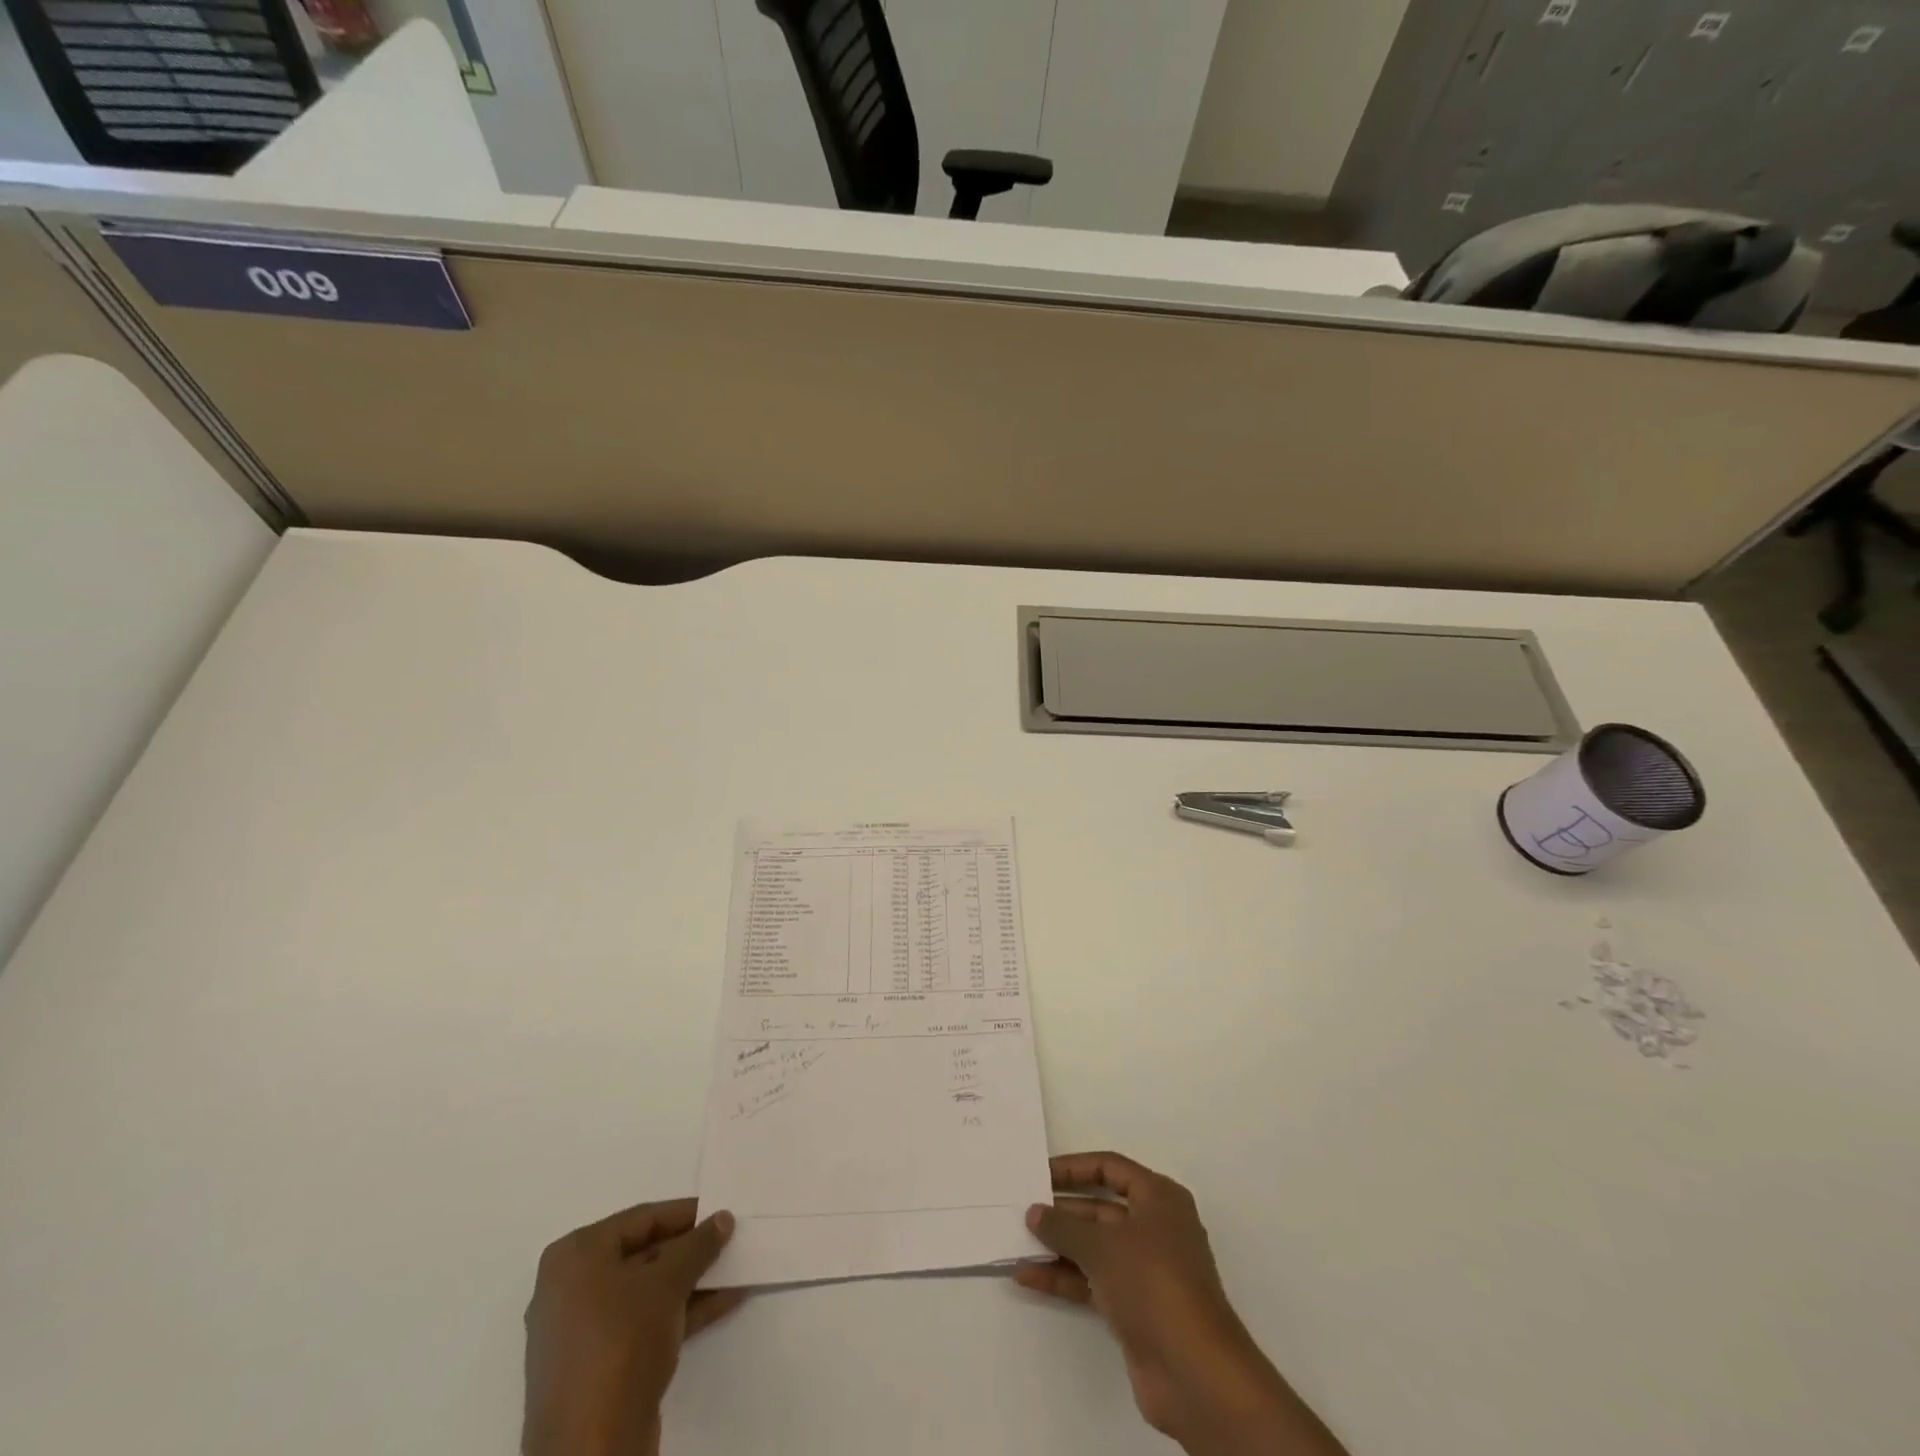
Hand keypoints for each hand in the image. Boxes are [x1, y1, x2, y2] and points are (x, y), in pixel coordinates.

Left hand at [522, 1200, 744, 1455]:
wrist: (591, 1449)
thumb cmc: (621, 1342)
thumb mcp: (667, 1282)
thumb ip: (698, 1245)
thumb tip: (723, 1219)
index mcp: (574, 1256)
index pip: (641, 1219)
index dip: (685, 1214)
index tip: (721, 1212)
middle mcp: (570, 1288)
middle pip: (643, 1254)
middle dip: (690, 1251)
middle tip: (730, 1241)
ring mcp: (582, 1332)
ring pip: (646, 1292)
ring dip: (691, 1281)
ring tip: (735, 1270)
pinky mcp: (597, 1367)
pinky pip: (644, 1323)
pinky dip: (680, 1311)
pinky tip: (724, 1303)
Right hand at [1015, 1153, 1344, 1455]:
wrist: (1195, 1374)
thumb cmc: (1154, 1284)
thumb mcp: (1103, 1246)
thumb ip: (1064, 1226)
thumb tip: (1035, 1211)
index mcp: (1159, 1198)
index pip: (1110, 1168)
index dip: (1074, 1168)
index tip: (1038, 1173)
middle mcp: (1154, 1227)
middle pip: (1100, 1207)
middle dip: (1061, 1210)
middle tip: (1021, 1209)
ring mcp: (1145, 1270)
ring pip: (1094, 1247)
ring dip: (1058, 1246)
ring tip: (1017, 1242)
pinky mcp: (1135, 1307)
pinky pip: (1093, 1280)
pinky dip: (1064, 1277)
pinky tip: (1028, 1276)